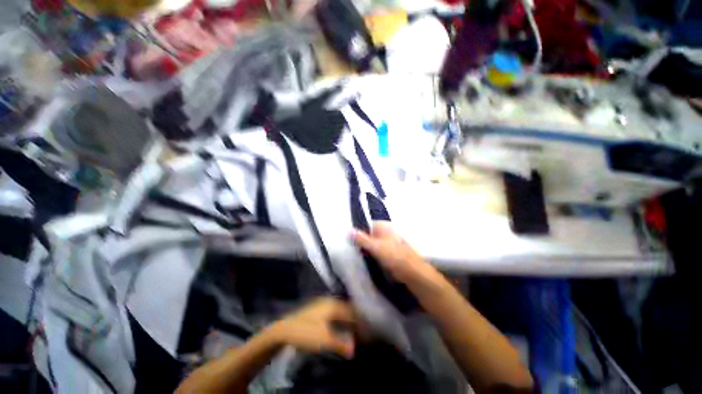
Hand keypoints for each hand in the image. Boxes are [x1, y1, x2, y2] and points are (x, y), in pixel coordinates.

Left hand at [268, 298, 356, 358]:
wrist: (285, 329)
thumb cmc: (307, 333)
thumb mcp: (325, 340)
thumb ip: (341, 344)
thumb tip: (354, 349)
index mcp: (334, 305)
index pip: (351, 312)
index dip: (359, 321)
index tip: (366, 331)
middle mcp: (329, 301)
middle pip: (346, 309)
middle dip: (354, 318)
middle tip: (361, 329)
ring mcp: (322, 303)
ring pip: (339, 309)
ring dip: (346, 318)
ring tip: (352, 327)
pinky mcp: (316, 308)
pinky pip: (333, 311)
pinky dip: (339, 317)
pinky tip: (339, 324)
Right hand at [353, 222, 432, 283]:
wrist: (412, 272)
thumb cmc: (394, 256)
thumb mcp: (375, 247)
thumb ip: (361, 239)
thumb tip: (348, 230)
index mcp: (383, 226)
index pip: (366, 225)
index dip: (358, 232)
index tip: (349, 240)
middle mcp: (385, 232)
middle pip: (368, 234)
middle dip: (360, 241)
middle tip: (350, 249)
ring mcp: (387, 243)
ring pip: (371, 244)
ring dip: (365, 249)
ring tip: (355, 255)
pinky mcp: (388, 253)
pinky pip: (376, 251)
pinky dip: (370, 255)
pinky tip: (365, 260)